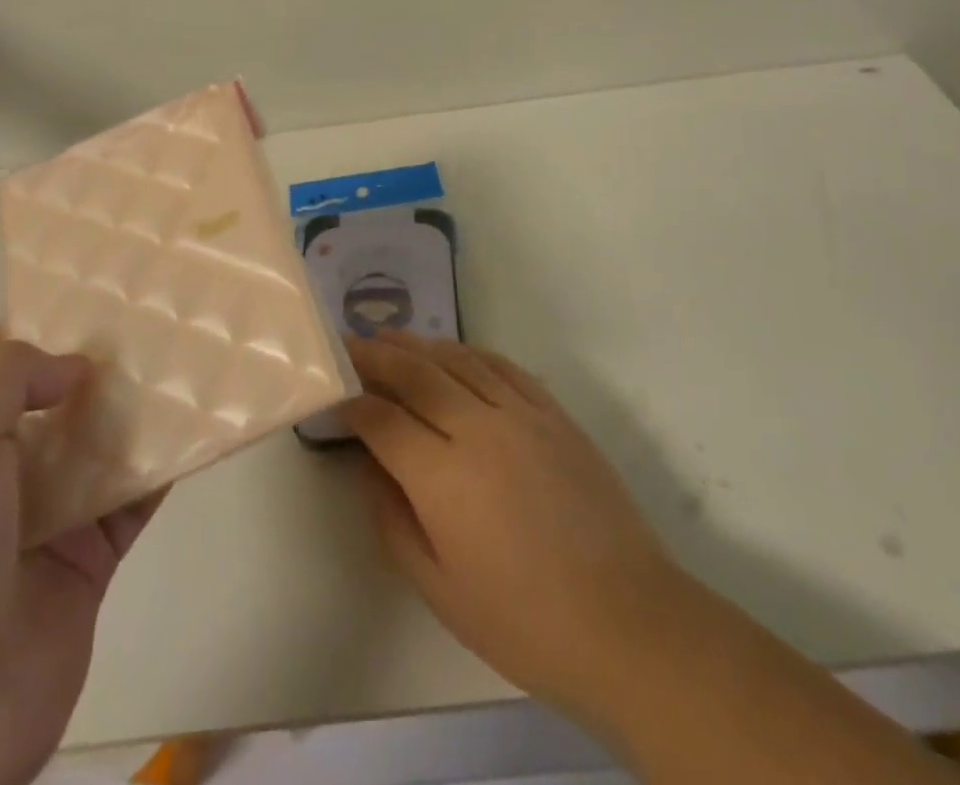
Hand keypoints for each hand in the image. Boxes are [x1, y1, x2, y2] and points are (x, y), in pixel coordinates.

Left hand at [0, 332, 163, 784]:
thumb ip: (7, 378)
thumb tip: (74, 366)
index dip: (41, 323)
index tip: (98, 290)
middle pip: (55, 400)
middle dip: (100, 362)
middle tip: (161, 315)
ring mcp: (42, 522)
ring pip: (98, 446)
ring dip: (137, 409)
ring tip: (192, 356)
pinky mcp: (86, 565)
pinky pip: (131, 501)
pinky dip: (162, 466)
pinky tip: (200, 427)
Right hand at [344, 334, 958, 784]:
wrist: (626, 621)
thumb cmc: (523, 621)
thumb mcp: (438, 587)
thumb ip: (391, 518)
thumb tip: (367, 466)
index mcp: (442, 476)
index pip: (382, 419)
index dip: (351, 403)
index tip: (332, 395)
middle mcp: (477, 429)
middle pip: (414, 374)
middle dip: (375, 356)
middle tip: (348, 344)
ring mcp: (520, 414)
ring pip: (457, 359)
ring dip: (418, 345)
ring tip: (391, 338)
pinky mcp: (553, 413)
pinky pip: (502, 366)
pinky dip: (470, 352)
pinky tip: (454, 352)